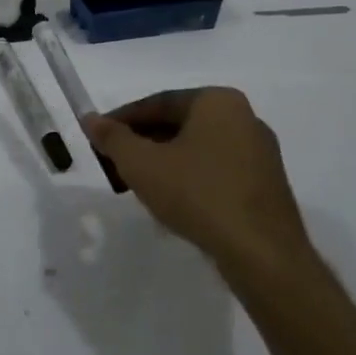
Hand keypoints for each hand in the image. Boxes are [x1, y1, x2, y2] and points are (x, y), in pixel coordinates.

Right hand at [84, 88, 317, 280]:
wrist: (261, 253)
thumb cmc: (198, 194)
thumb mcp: (142, 164)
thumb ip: (113, 138)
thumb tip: (90, 119)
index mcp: (217, 102)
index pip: (158, 102)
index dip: (122, 120)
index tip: (98, 137)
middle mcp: (244, 118)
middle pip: (179, 124)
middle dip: (143, 143)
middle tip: (114, 164)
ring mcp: (259, 153)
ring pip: (197, 149)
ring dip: (164, 163)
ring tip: (137, 186)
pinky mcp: (265, 184)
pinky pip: (216, 171)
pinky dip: (189, 179)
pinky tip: (172, 202)